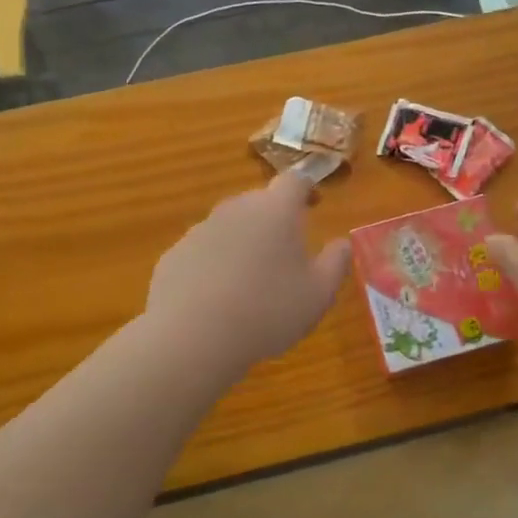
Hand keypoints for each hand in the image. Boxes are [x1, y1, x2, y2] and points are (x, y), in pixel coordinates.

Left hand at [146, 171, 352, 370]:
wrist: (192, 337)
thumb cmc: (268, 311)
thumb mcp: (319, 293)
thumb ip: (336, 263)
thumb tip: (342, 243)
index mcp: (276, 210)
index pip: (294, 181)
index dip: (306, 188)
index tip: (314, 204)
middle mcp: (236, 209)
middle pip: (259, 202)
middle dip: (274, 219)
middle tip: (285, 251)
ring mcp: (200, 230)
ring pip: (229, 226)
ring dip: (243, 242)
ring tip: (251, 280)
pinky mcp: (174, 255)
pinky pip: (204, 252)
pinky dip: (215, 265)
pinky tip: (219, 298)